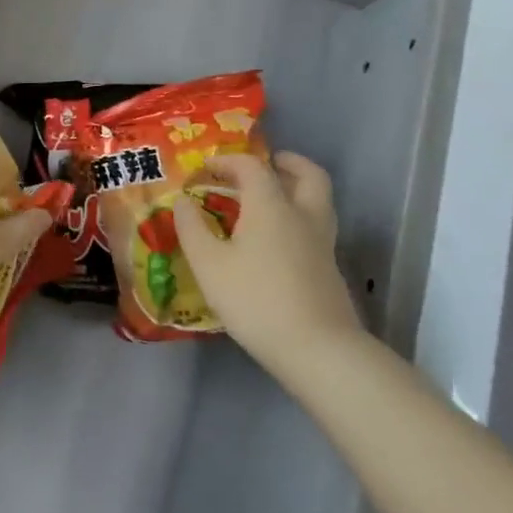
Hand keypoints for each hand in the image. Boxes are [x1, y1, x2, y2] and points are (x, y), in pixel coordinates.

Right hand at [173, 151, 359, 382]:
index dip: (227, 162)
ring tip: (271, 199)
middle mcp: (302, 216)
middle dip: (287, 163)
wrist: (318, 351)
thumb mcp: (209, 264)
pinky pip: (316, 227)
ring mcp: (322, 244)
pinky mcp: (329, 271)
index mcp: (271, 206)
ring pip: (318, 201)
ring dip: (297, 189)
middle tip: (267, 164)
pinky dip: (299, 219)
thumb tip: (183, 201)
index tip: (204, 170)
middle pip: (308, 175)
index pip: (252, 166)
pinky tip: (276, 240)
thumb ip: (192, 228)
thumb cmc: (256, 299)